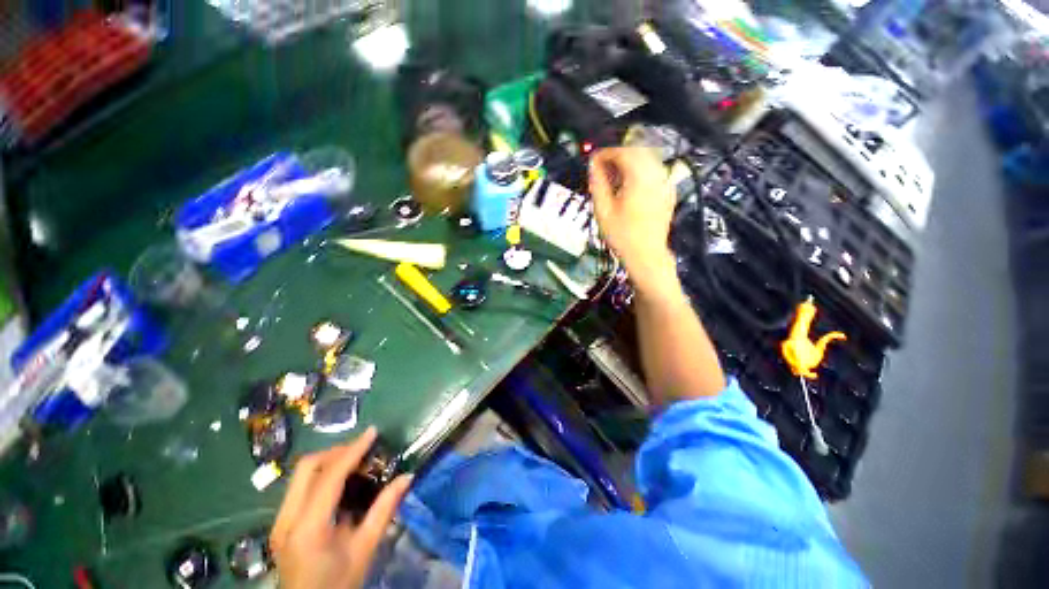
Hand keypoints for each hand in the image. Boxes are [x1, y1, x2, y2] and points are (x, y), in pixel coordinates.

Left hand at [270, 427, 412, 588]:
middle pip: (307, 467)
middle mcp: (287, 519)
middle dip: (337, 451)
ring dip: (329, 461)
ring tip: (356, 461)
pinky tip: (341, 483)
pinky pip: (300, 487)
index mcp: (308, 528)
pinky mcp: (281, 524)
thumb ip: (384, 510)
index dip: (353, 450)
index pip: (329, 477)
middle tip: (363, 449)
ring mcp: (279, 521)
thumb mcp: (364, 550)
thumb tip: (407, 477)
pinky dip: (322, 476)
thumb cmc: (338, 584)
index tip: (372, 432)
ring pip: (301, 475)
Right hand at [589, 148, 677, 293]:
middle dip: (618, 155)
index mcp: (640, 177)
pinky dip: (640, 171)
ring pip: (647, 159)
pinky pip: (654, 171)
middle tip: (602, 168)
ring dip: (629, 162)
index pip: (623, 151)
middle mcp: (656, 174)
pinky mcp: (668, 191)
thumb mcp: (603, 210)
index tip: (593, 160)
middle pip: (637, 150)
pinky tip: (629, 185)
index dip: (605, 152)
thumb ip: (597, 183)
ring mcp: (665, 182)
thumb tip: (593, 165)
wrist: (646, 255)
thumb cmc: (622, 236)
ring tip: (614, 177)